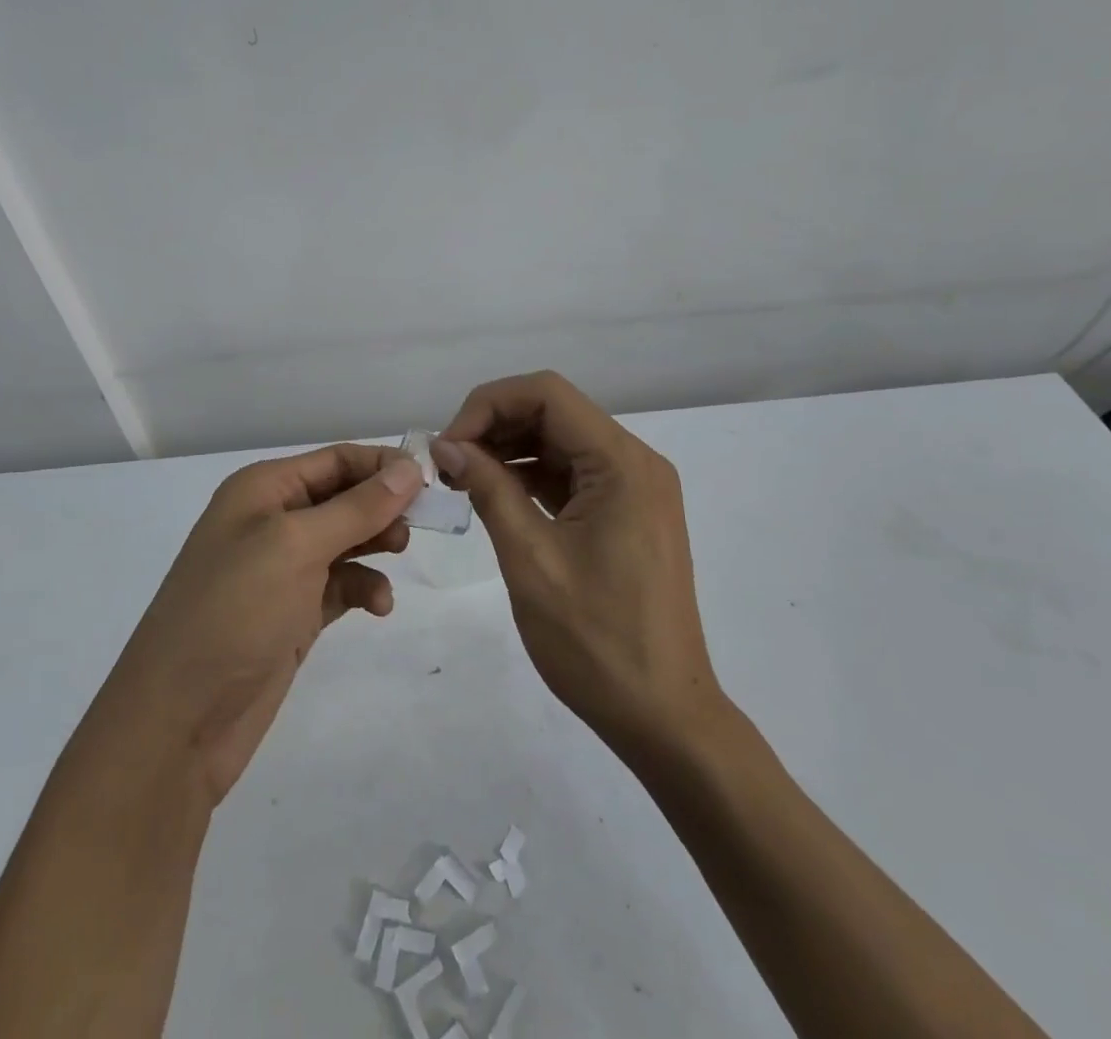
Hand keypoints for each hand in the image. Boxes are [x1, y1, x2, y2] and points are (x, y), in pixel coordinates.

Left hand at [98, 444, 423, 805]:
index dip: (383, 465)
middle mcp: (271, 521)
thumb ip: (357, 507)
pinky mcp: (293, 611)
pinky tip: (379, 606)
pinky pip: (341, 584)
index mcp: (263, 490)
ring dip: (377, 544)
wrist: (179, 721)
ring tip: (400, 555)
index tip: (431, 482)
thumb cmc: (234, 612)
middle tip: (422, 523)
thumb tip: (409, 468)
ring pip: (347, 539)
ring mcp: (282, 569)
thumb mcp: (296, 547)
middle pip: (344, 497)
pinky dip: (364, 587)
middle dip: (384, 506)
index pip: (336, 460)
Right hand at [433, 371, 722, 756]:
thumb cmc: (596, 642)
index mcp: (622, 463)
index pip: (547, 394)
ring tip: (462, 480)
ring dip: (510, 451)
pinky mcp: (629, 513)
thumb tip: (447, 445)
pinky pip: (574, 475)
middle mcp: (635, 462)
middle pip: (555, 412)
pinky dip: (532, 477)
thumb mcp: (531, 559)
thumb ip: (489, 489)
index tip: (448, 446)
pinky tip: (496, 496)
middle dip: (495, 426)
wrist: (664, 716)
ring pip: (562, 441)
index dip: (489, 405)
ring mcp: (635, 488)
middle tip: (447, 465)